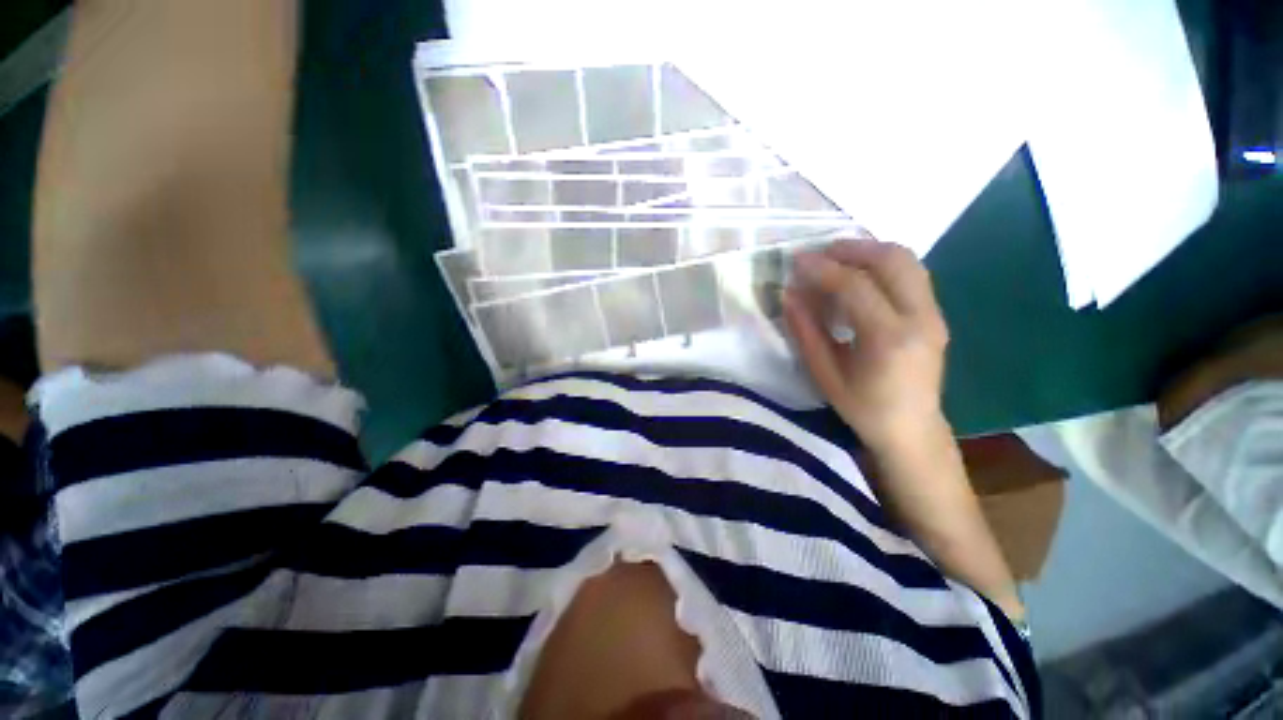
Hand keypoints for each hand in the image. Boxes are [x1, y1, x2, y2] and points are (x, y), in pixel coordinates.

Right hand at [782, 238, 949, 450]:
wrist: (912, 430)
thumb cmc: (863, 409)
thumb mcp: (825, 375)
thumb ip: (806, 332)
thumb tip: (788, 295)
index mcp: (889, 338)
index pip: (855, 286)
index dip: (822, 268)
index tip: (797, 260)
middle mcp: (920, 318)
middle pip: (892, 260)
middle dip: (852, 248)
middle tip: (820, 253)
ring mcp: (934, 314)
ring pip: (907, 260)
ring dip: (870, 251)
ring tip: (837, 258)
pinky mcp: (935, 315)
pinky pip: (911, 274)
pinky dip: (882, 264)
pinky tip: (859, 275)